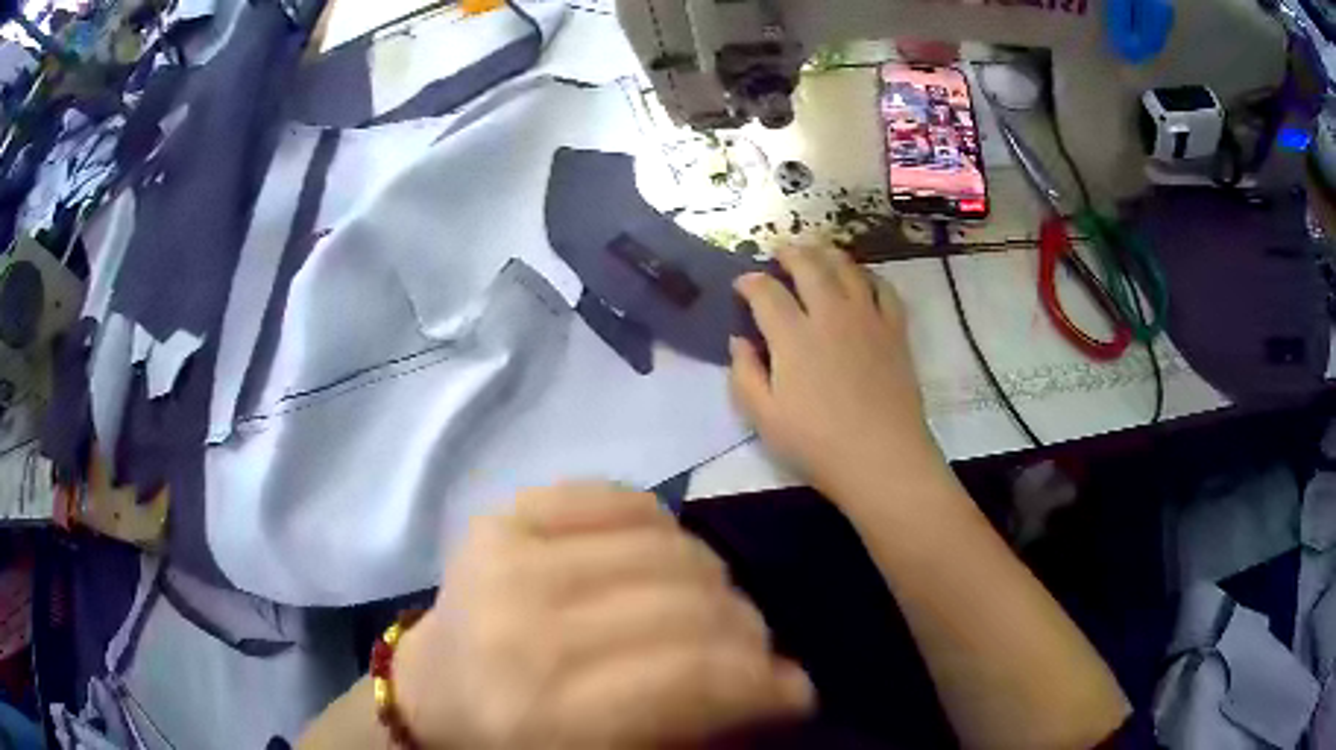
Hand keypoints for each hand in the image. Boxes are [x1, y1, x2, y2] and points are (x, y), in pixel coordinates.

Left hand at [394, 483, 813, 748]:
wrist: (429, 692)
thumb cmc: (518, 742)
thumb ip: (697, 726)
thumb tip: (787, 684)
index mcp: (546, 711)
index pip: (692, 676)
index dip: (764, 682)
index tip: (797, 690)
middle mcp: (524, 626)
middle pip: (684, 604)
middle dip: (746, 632)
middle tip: (757, 652)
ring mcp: (507, 556)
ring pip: (664, 543)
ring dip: (714, 578)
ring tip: (716, 607)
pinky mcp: (502, 516)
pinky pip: (614, 496)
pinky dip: (659, 524)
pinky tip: (664, 554)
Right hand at [730, 243, 938, 500]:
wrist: (882, 457)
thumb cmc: (817, 444)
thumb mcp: (764, 418)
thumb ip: (744, 374)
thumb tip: (739, 341)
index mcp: (793, 335)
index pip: (766, 291)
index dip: (749, 281)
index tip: (742, 284)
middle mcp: (830, 314)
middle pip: (808, 265)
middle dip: (789, 254)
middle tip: (779, 255)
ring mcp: (867, 318)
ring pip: (847, 268)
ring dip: (827, 254)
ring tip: (816, 255)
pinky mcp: (895, 330)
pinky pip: (884, 288)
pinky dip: (869, 276)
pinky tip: (862, 280)